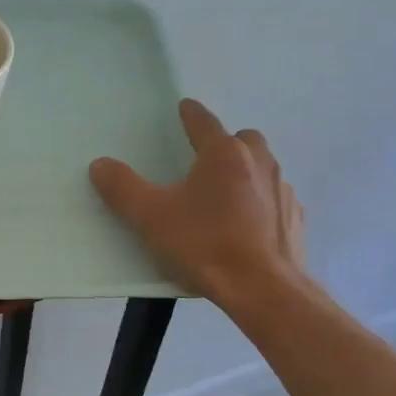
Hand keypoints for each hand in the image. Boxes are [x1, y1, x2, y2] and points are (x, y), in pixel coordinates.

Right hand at [90, 99, 306, 306]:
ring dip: (245, 172)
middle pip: (242, 139)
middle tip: (205, 162)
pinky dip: (261, 203)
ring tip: (224, 197)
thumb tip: (100, 164)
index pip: (204, 122)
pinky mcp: (295, 218)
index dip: (190, 114)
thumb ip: (122, 188)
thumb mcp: (151, 217)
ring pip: (263, 168)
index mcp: (223, 154)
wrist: (262, 289)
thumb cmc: (204, 245)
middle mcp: (258, 162)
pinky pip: (275, 199)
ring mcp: (282, 190)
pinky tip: (246, 226)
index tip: (184, 107)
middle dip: (225, 143)